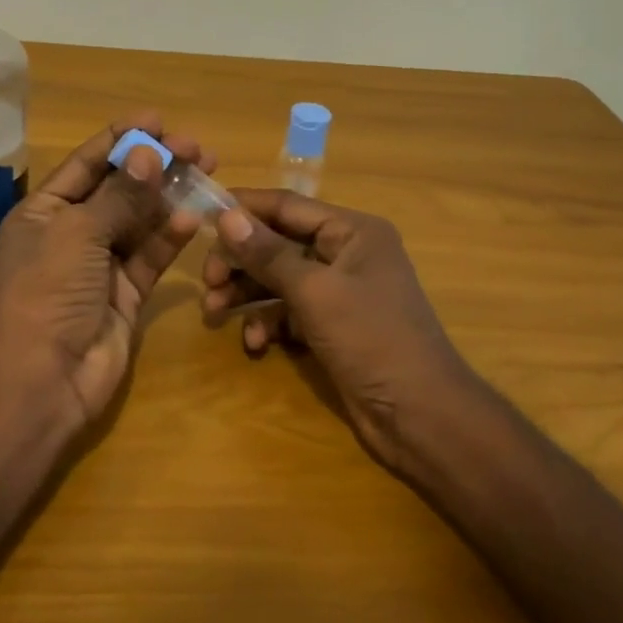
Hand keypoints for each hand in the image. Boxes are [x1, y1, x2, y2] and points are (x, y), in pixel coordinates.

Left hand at [0, 114, 214, 425]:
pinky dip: (170, 235)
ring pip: (140, 220)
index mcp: (44, 212)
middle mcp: (72, 233)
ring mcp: (100, 264)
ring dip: (168, 196)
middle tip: (195, 148)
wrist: (44, 378)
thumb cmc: (49, 291)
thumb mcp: (78, 232)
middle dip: (154, 166)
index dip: (120, 139)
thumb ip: (119, 195)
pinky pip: (150, 255)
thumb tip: (148, 153)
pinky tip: (193, 215)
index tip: (158, 120)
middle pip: (118, 189)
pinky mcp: (126, 292)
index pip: (86, 164)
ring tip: (206, 169)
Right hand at [203, 190, 475, 470]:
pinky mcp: (332, 326)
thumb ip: (268, 253)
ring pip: (279, 279)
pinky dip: (268, 323)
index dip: (244, 208)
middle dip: (241, 261)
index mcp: (352, 231)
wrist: (421, 416)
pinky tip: (255, 344)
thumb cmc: (372, 339)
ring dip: (247, 294)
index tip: (201, 214)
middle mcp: (346, 254)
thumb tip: (226, 216)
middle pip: (278, 243)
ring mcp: (339, 292)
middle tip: (208, 281)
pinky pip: (289, 312)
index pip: (287, 206)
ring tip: (215, 313)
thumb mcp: (315, 292)